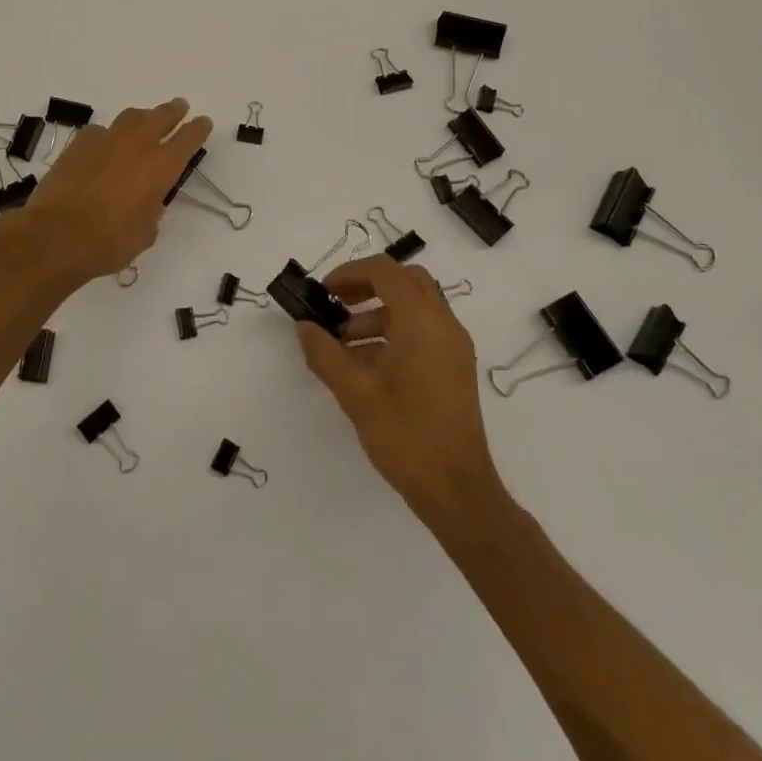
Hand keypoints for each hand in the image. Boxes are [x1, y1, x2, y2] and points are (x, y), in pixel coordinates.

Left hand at [21, 99, 212, 283]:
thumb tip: (147, 202)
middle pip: (161, 116)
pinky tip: (104, 145)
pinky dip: (108, 135)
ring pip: (131, 117)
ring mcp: (106, 140)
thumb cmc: (110, 241)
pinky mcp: (79, 144)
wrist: (58, 234)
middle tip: (180, 107)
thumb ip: (151, 211)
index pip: (188, 138)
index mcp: (162, 166)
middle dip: (174, 111)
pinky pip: (100, 131)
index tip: (203, 122)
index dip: (198, 129)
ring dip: (142, 117)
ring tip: (145, 120)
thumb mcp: (145, 233)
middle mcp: (138, 145)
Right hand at [295, 256, 503, 526]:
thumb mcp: (355, 393)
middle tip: (337, 305)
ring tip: (343, 343)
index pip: (385, 271)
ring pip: (415, 306)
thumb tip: (304, 326)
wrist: (457, 489)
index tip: (324, 293)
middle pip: (405, 281)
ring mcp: (453, 346)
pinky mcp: (455, 367)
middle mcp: (443, 324)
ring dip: (378, 312)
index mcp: (421, 321)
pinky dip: (394, 331)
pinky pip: (423, 330)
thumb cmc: (405, 435)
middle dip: (367, 286)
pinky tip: (366, 364)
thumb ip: (324, 353)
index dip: (350, 273)